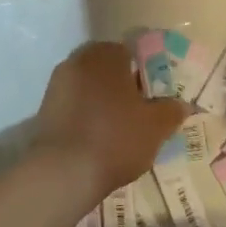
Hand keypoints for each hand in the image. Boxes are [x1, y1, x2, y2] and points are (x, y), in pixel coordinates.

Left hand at [31, 42, 185, 195]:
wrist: (62, 172)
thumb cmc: (116, 138)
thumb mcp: (156, 126)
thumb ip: (171, 110)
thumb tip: (181, 104)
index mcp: (106, 54)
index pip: (132, 54)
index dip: (146, 76)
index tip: (154, 99)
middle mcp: (79, 60)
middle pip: (108, 70)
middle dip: (123, 88)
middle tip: (140, 115)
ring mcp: (57, 83)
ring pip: (90, 88)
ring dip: (103, 103)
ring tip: (119, 131)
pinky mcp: (44, 108)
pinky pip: (74, 106)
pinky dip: (86, 117)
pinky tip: (97, 140)